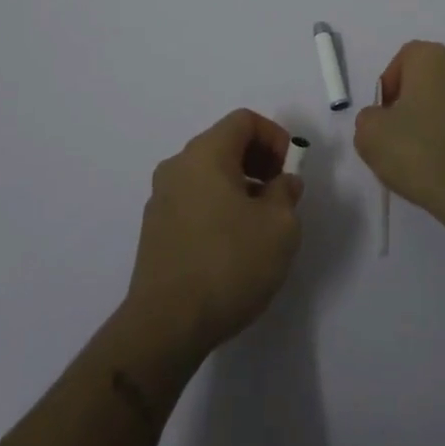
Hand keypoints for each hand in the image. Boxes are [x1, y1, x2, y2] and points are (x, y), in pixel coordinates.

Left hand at [125, 110, 304, 359]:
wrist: (166, 325)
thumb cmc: (229, 264)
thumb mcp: (280, 226)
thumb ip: (286, 193)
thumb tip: (281, 183)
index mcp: (205, 154)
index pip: (244, 120)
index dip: (275, 136)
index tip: (290, 170)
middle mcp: (177, 166)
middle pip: (224, 143)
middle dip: (259, 160)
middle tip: (280, 193)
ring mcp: (161, 198)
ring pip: (208, 173)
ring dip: (239, 185)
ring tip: (260, 223)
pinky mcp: (154, 229)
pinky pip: (194, 199)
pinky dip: (218, 205)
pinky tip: (233, 244)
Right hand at [355, 41, 444, 232]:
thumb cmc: (421, 154)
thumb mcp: (370, 136)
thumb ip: (368, 118)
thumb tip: (382, 119)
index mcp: (433, 58)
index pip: (404, 58)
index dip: (389, 86)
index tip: (383, 117)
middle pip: (429, 77)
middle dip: (412, 101)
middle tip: (399, 135)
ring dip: (436, 118)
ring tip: (424, 155)